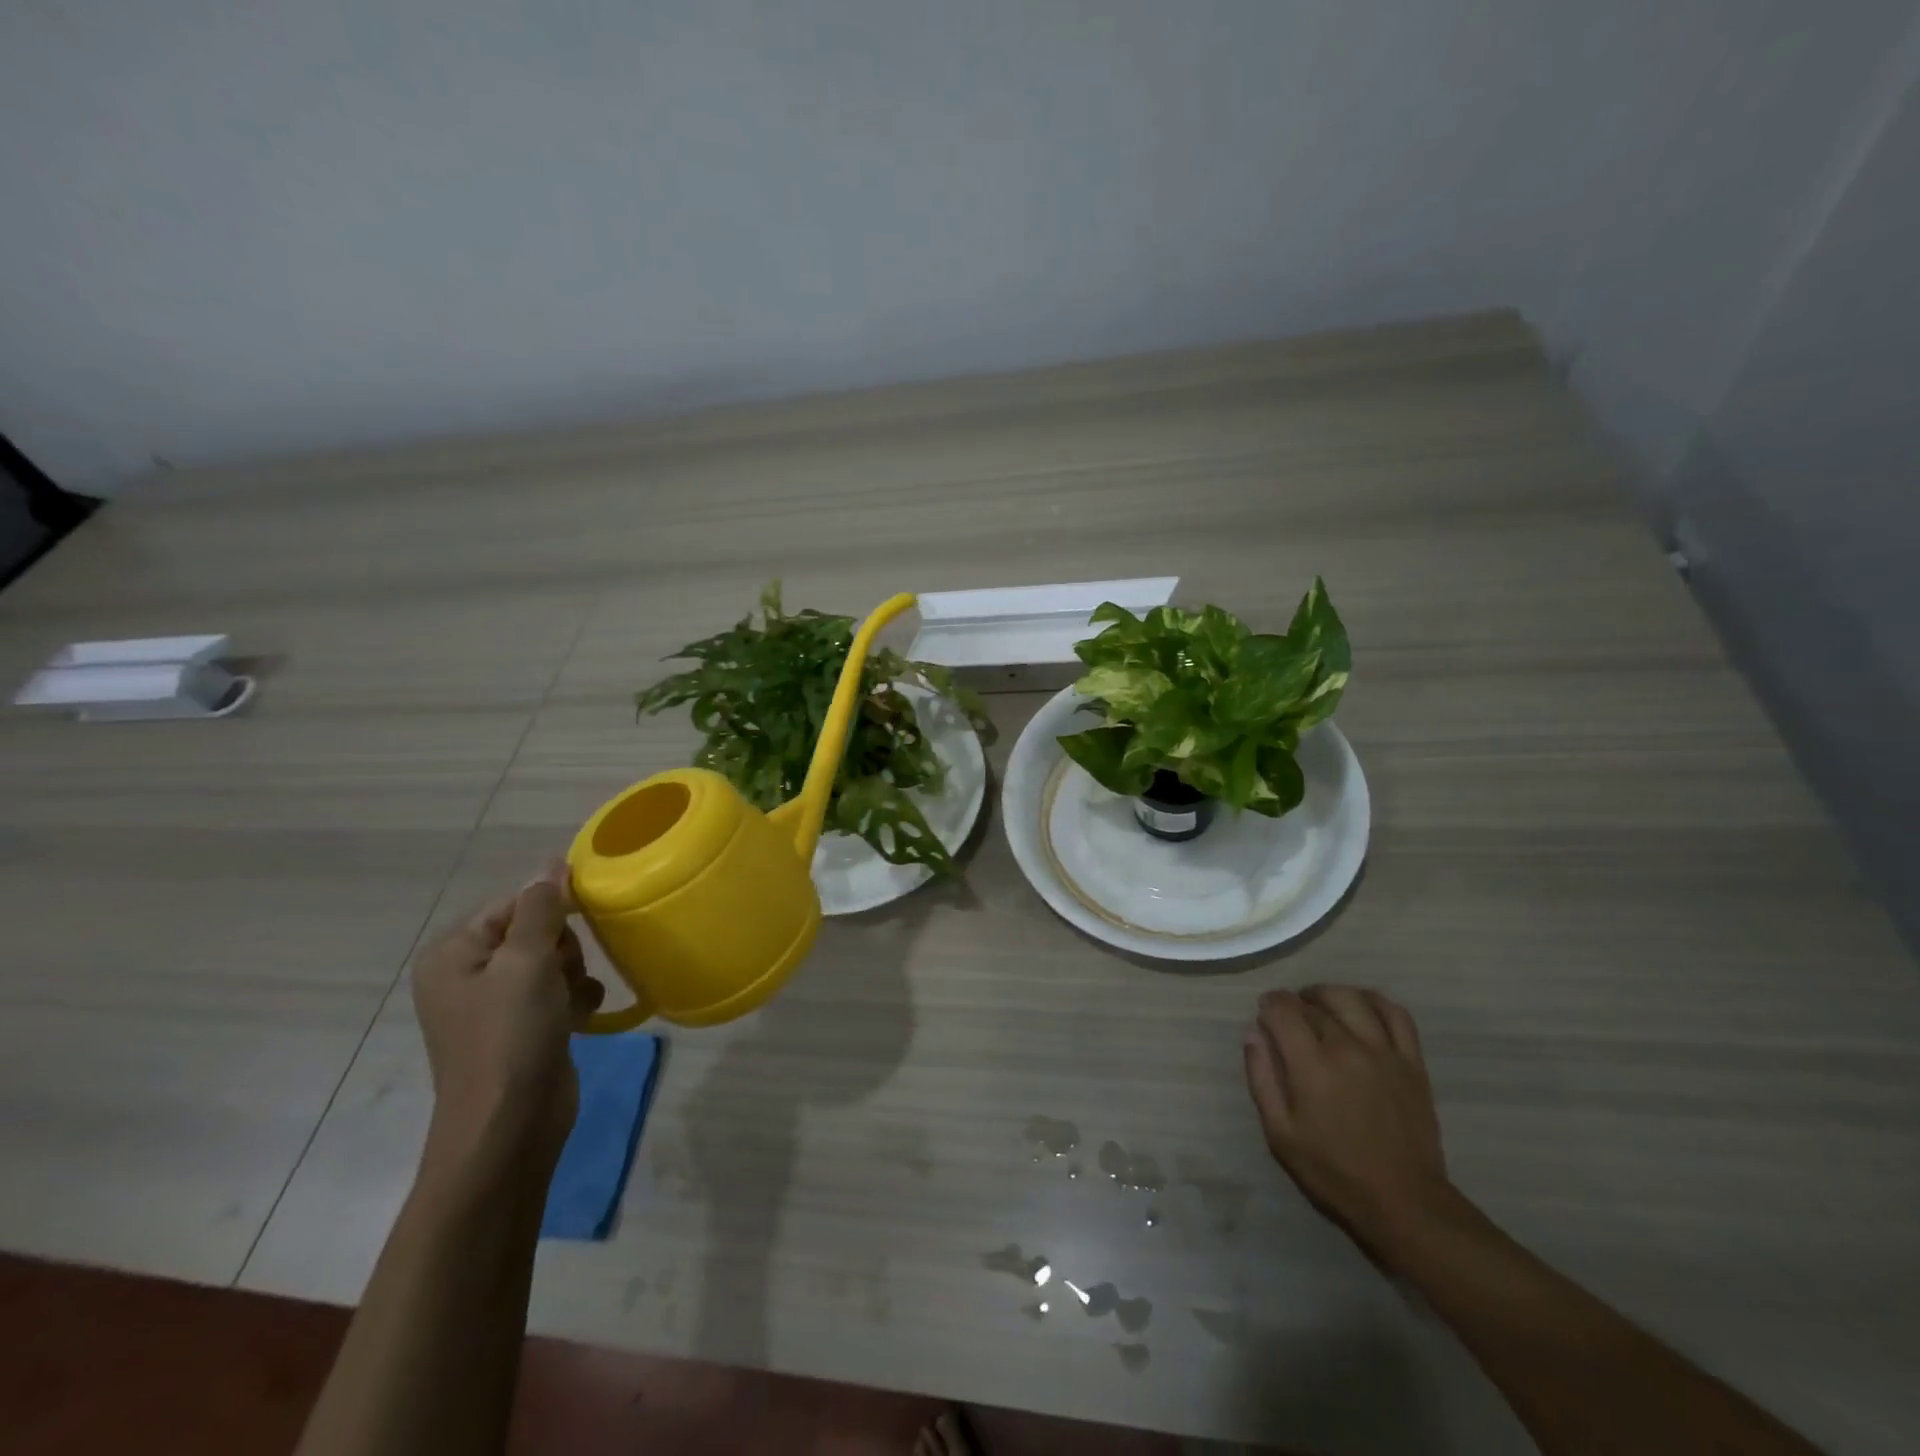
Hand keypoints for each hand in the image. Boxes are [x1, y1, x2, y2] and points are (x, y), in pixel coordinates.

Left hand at [410, 861, 605, 1182]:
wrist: (510, 1126)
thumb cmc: (512, 1035)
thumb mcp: (528, 961)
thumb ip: (542, 907)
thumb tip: (552, 862)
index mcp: (453, 953)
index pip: (514, 903)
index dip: (552, 910)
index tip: (582, 923)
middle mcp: (468, 975)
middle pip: (535, 930)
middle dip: (564, 946)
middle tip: (566, 972)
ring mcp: (494, 1004)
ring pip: (552, 960)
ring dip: (575, 973)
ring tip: (575, 998)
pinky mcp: (522, 1028)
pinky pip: (557, 992)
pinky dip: (575, 998)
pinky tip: (582, 1015)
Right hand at [1243, 985, 1454, 1249]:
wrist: (1405, 1202)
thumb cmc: (1334, 1171)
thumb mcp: (1280, 1134)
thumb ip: (1261, 1078)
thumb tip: (1253, 1033)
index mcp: (1312, 1066)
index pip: (1283, 1010)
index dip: (1268, 1004)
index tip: (1263, 1014)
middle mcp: (1348, 1048)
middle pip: (1314, 1004)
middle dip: (1293, 1004)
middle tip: (1287, 1019)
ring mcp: (1384, 1052)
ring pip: (1352, 998)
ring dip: (1328, 994)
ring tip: (1319, 1006)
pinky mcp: (1412, 1062)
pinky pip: (1396, 1014)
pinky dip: (1374, 1001)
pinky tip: (1360, 1009)